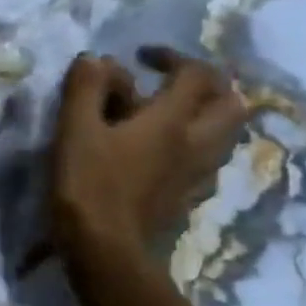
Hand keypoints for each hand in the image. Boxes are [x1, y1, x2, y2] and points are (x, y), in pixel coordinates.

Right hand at [50, 47, 248, 260]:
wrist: (106, 250)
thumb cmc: (88, 184)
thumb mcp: (75, 128)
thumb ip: (86, 88)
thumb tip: (97, 58)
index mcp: (171, 122)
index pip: (195, 74)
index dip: (171, 56)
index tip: (140, 57)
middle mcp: (197, 144)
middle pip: (231, 103)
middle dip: (206, 84)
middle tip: (169, 83)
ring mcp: (198, 174)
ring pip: (225, 133)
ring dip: (204, 114)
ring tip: (166, 114)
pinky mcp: (190, 197)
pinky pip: (208, 159)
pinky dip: (193, 143)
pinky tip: (163, 150)